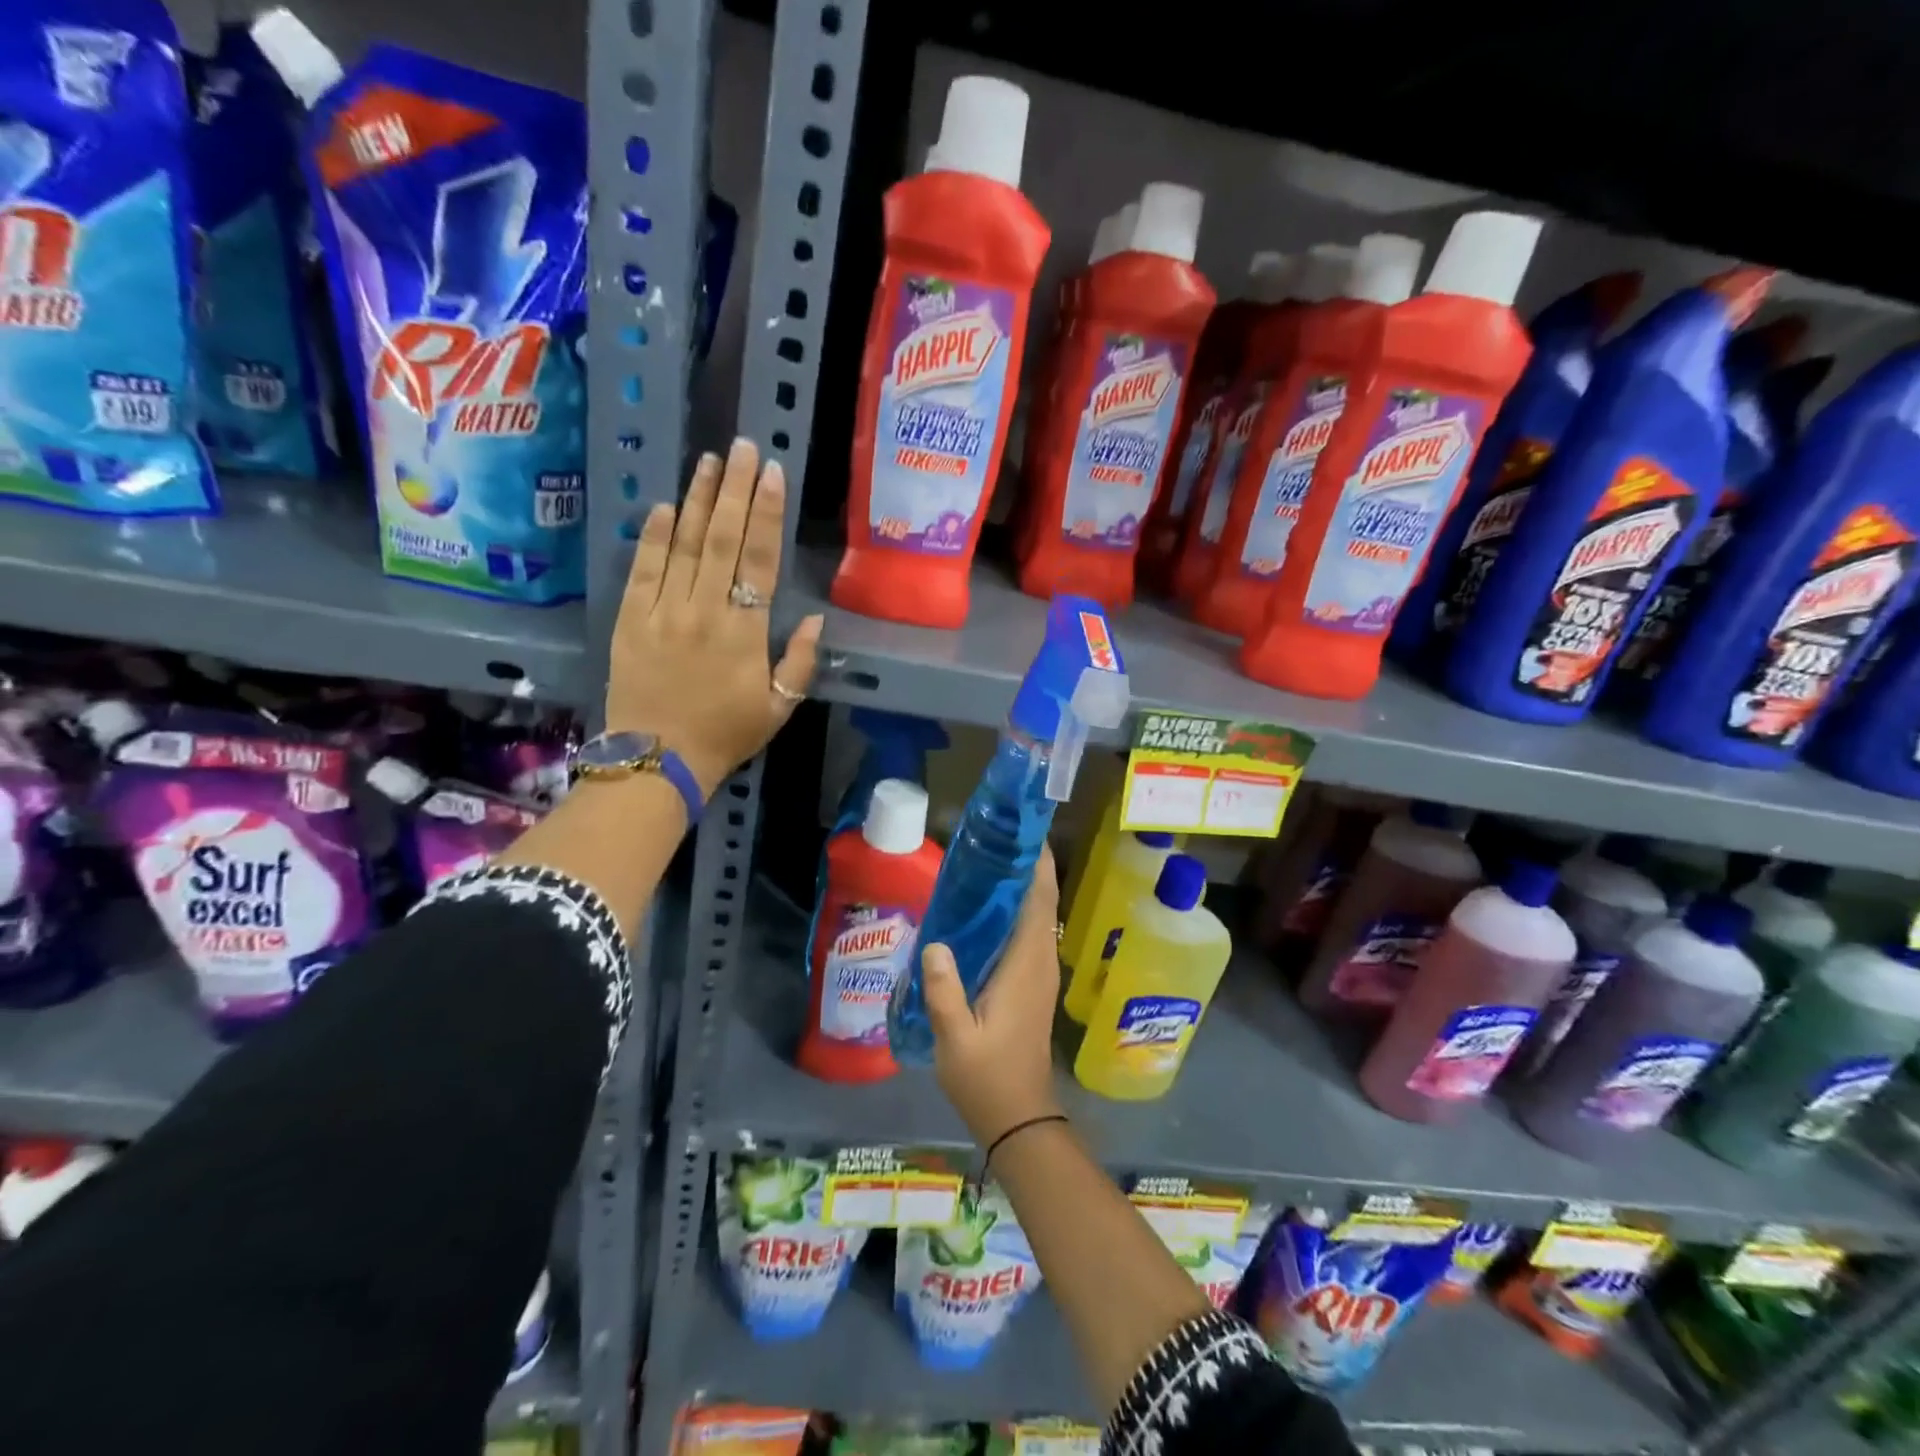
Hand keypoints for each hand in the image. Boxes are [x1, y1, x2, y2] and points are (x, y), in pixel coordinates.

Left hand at [606, 439, 822, 793]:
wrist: (658, 760)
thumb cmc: (727, 734)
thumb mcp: (780, 707)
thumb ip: (799, 661)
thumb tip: (814, 618)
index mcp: (744, 632)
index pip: (759, 560)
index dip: (766, 514)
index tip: (772, 473)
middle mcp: (704, 611)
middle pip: (720, 539)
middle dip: (733, 489)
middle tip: (741, 446)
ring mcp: (662, 612)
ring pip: (682, 545)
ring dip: (696, 499)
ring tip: (708, 461)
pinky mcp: (629, 620)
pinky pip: (643, 570)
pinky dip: (653, 536)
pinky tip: (663, 506)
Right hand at [921, 847, 1064, 1147]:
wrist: (1019, 1117)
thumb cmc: (987, 1078)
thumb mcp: (955, 1038)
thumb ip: (945, 991)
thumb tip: (935, 942)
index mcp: (1027, 965)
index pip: (1040, 901)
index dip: (1038, 863)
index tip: (1024, 831)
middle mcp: (1040, 961)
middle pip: (1041, 901)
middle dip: (1027, 866)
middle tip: (995, 837)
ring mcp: (1039, 973)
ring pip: (1037, 916)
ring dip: (1022, 886)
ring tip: (988, 861)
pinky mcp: (1033, 983)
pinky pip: (1029, 933)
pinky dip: (1016, 911)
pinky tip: (985, 909)